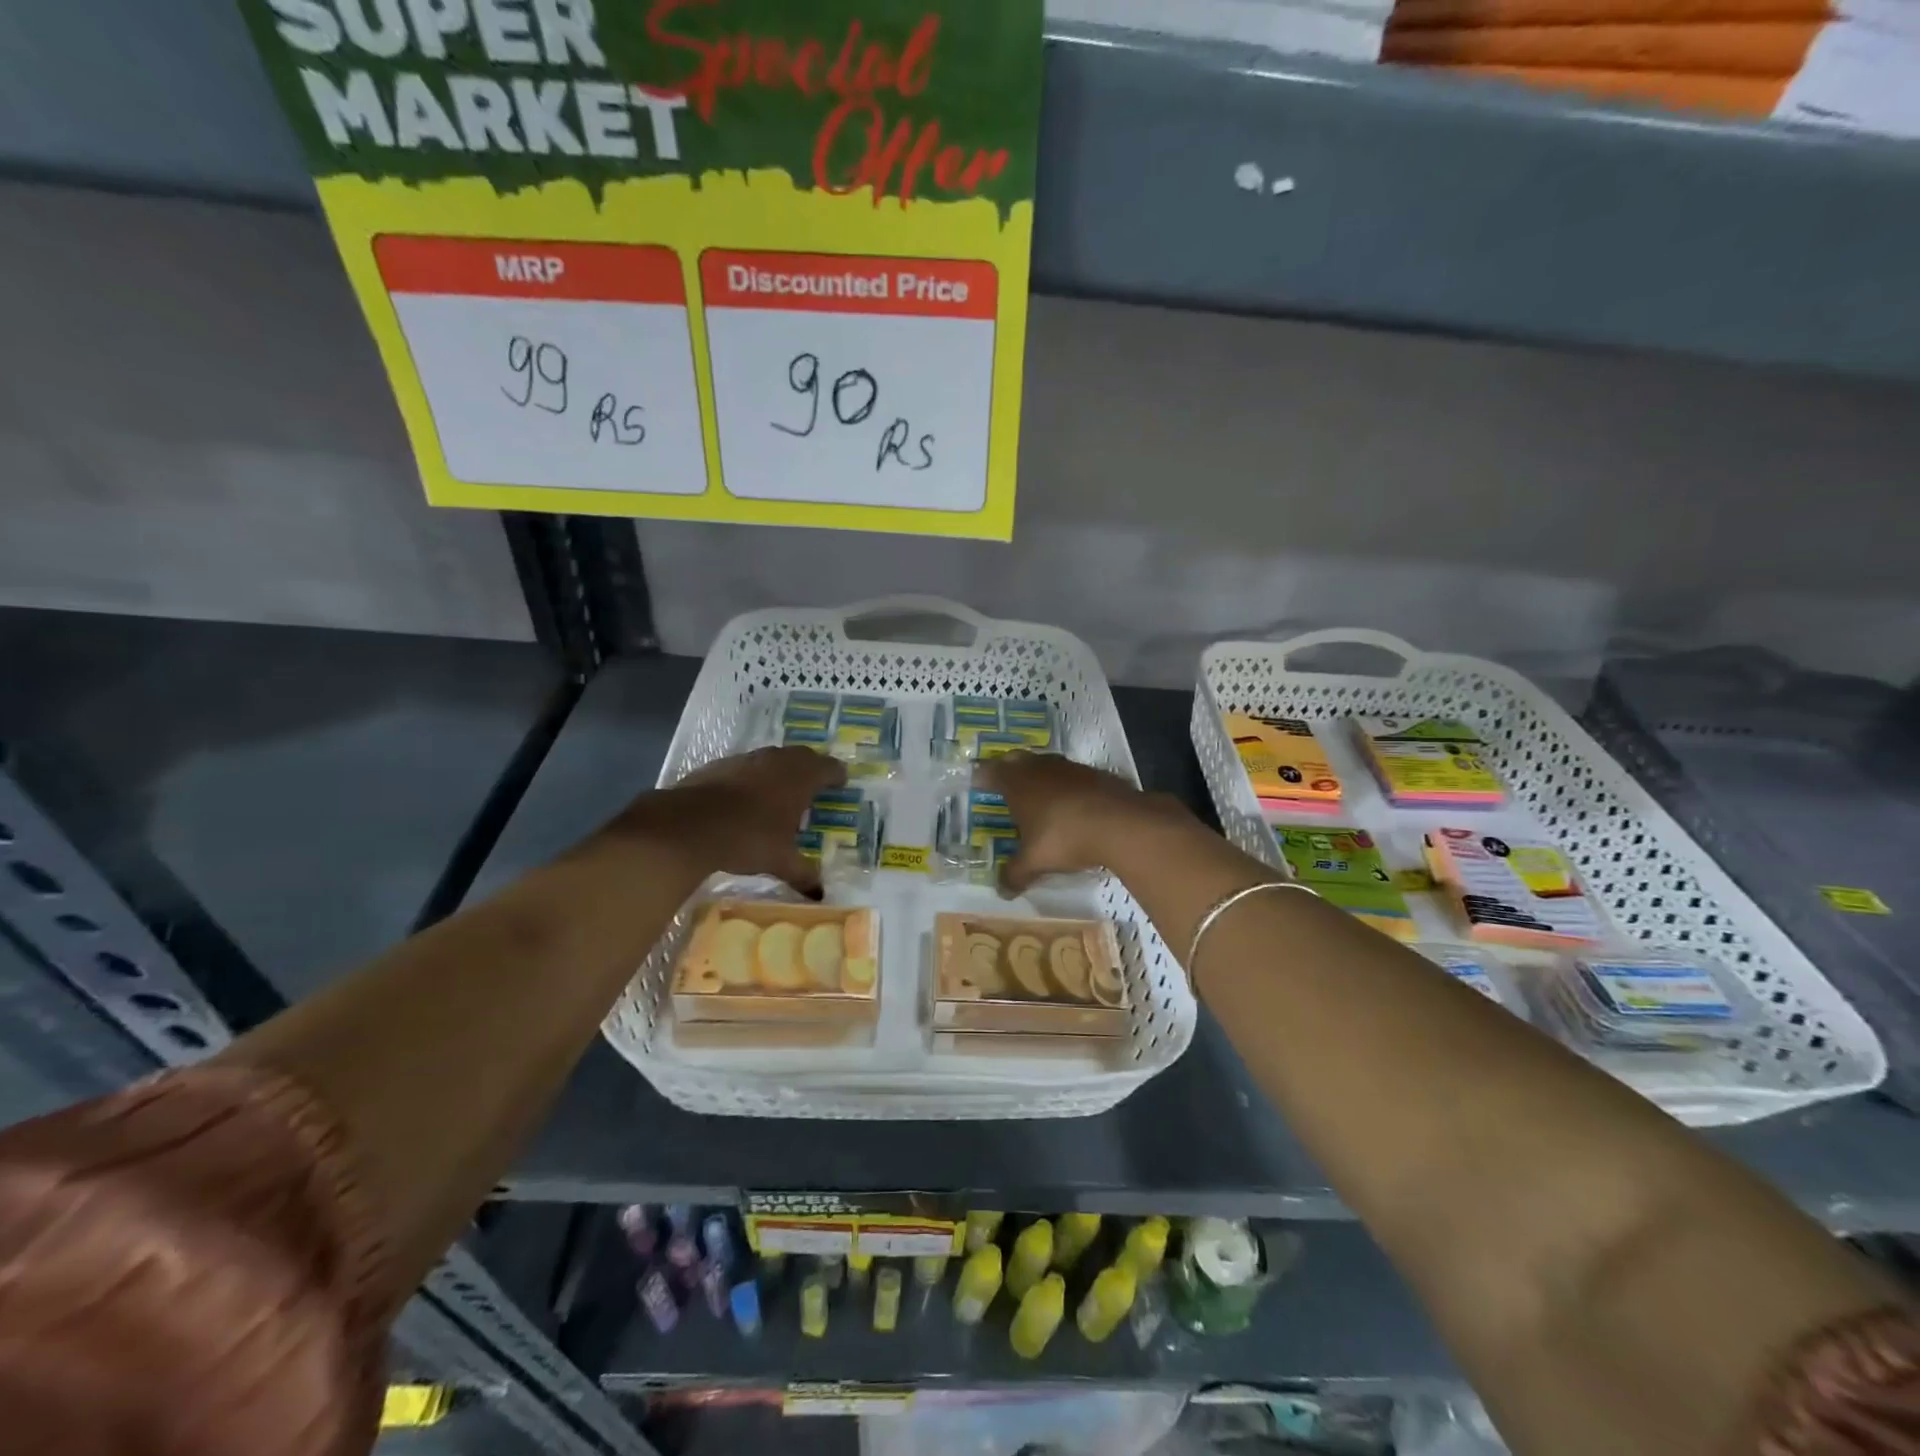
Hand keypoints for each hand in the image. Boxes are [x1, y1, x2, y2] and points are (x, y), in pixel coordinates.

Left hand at [620, 747, 845, 892]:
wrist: (688, 825)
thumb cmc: (747, 839)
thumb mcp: (780, 861)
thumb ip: (803, 874)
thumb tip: (820, 895)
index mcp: (800, 778)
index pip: (829, 767)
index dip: (837, 775)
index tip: (841, 783)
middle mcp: (777, 761)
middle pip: (802, 756)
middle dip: (811, 768)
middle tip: (814, 785)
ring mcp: (746, 759)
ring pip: (772, 758)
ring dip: (780, 770)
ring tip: (780, 791)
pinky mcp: (719, 765)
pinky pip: (745, 766)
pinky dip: (752, 777)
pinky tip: (745, 797)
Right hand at [972, 752, 1193, 893]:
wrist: (1120, 823)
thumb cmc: (1064, 837)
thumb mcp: (1035, 861)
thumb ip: (1015, 874)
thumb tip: (1001, 891)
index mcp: (1017, 783)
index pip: (990, 771)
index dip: (982, 776)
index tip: (976, 781)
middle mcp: (1039, 768)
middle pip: (1017, 759)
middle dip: (1008, 768)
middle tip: (1003, 783)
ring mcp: (1069, 768)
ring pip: (1045, 764)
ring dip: (1039, 774)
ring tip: (1037, 793)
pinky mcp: (1095, 774)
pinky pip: (1072, 775)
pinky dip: (1066, 785)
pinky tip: (1071, 803)